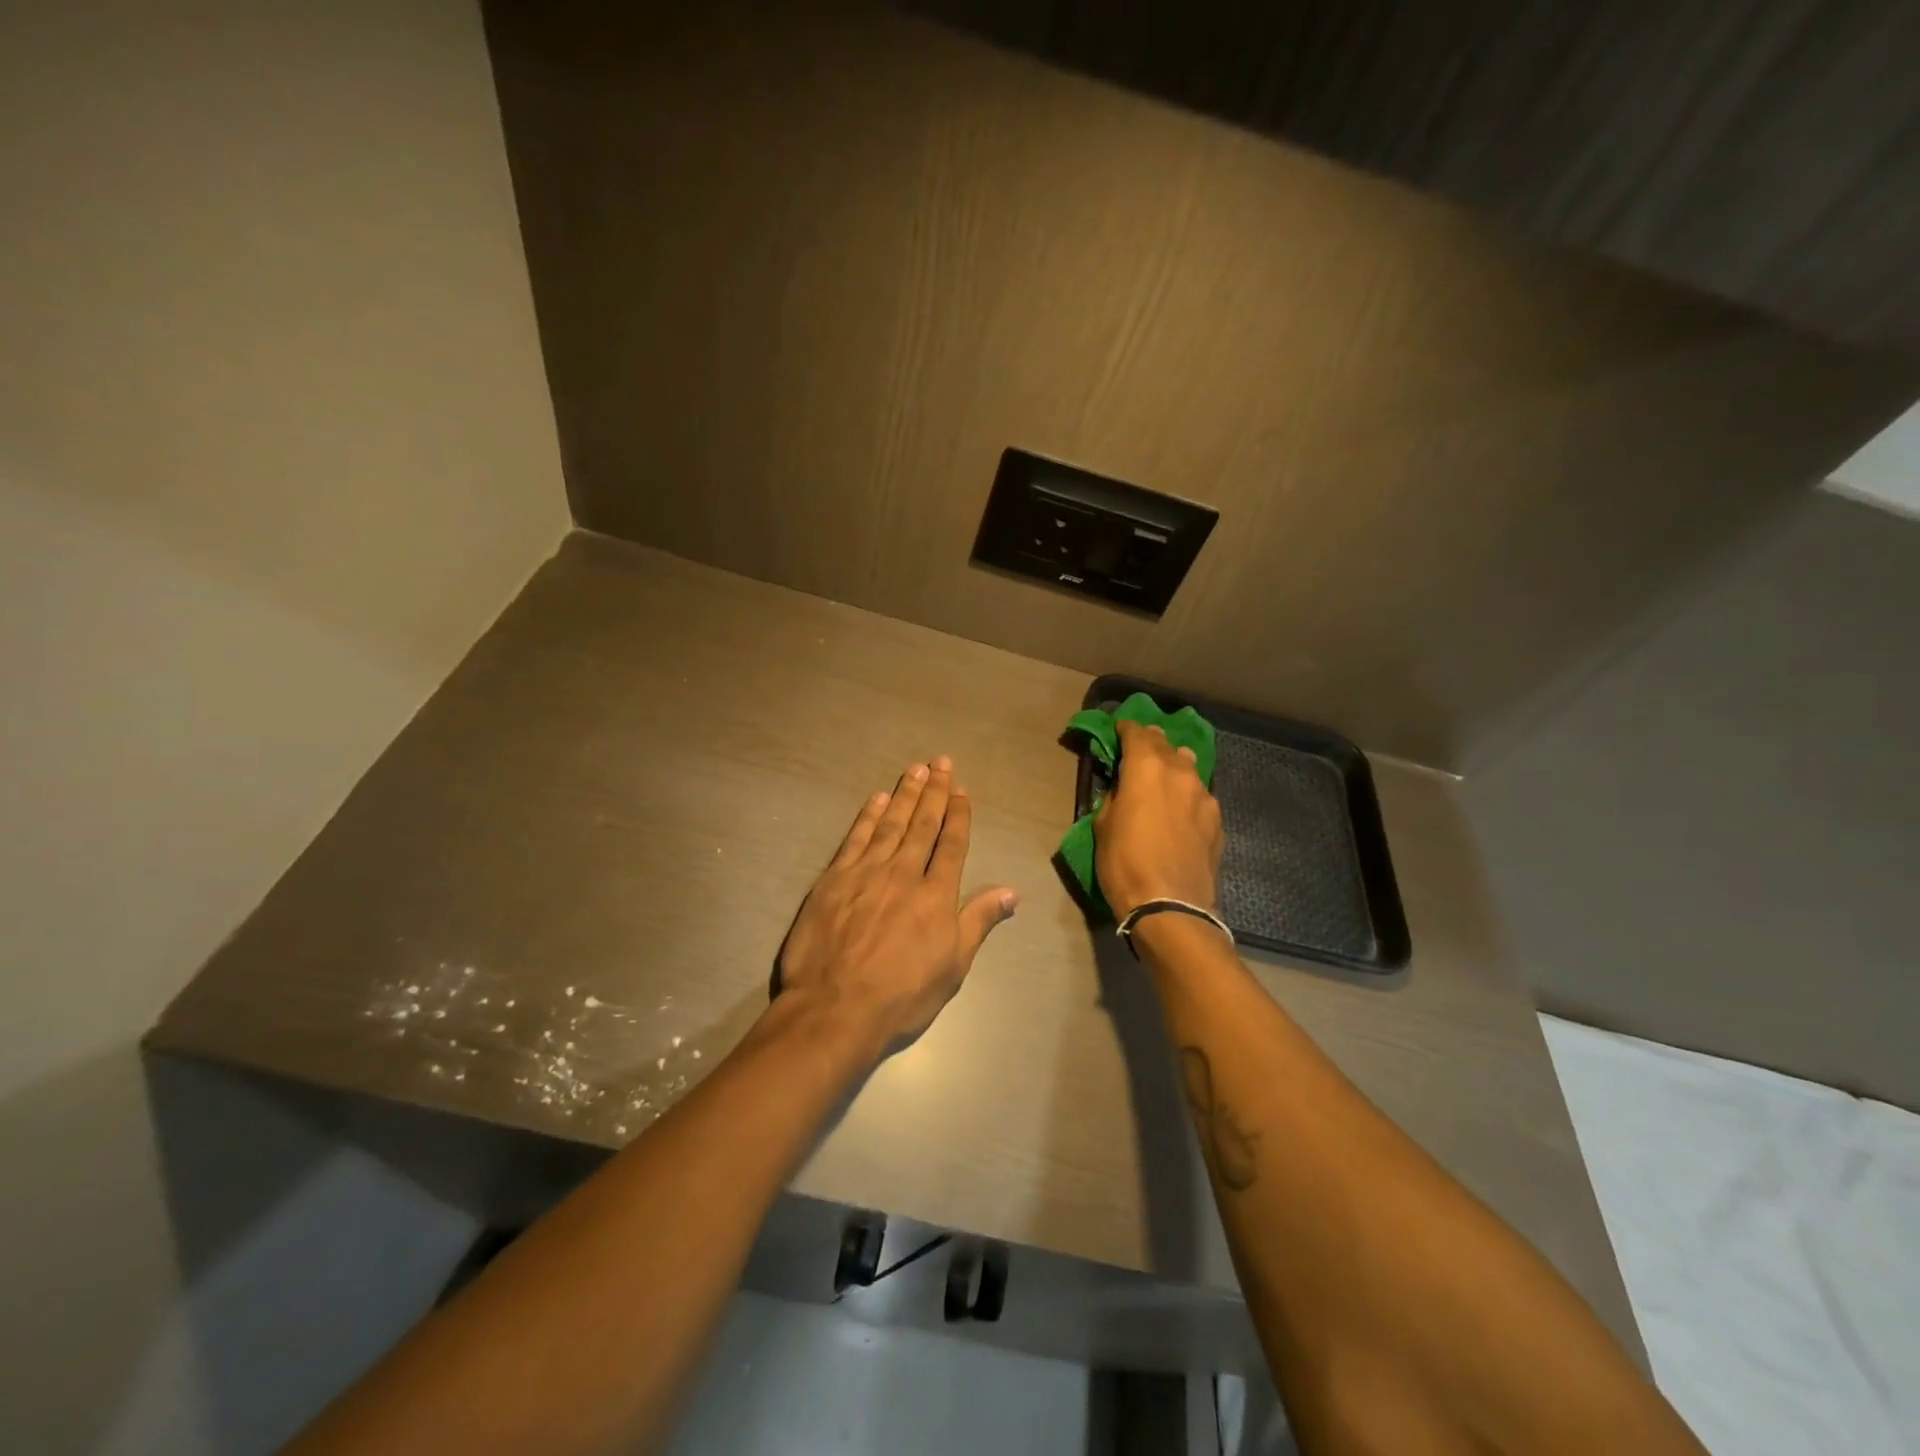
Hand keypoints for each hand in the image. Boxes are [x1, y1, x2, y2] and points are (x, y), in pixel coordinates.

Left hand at [778, 757, 1017, 1060]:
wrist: (834, 1009)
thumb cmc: (901, 996)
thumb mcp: (953, 966)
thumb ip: (979, 922)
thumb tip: (1012, 891)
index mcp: (936, 895)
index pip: (952, 844)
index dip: (958, 814)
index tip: (961, 790)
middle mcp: (904, 873)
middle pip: (923, 825)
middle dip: (935, 792)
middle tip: (941, 762)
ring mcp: (866, 873)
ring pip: (891, 824)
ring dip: (905, 795)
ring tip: (916, 770)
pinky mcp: (834, 879)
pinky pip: (856, 838)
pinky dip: (868, 816)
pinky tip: (877, 799)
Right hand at [1094, 720, 1223, 917]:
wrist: (1171, 906)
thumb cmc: (1125, 863)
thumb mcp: (1103, 826)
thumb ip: (1115, 796)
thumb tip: (1124, 788)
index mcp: (1147, 767)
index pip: (1137, 733)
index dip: (1126, 729)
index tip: (1118, 731)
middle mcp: (1180, 772)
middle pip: (1165, 744)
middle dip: (1151, 743)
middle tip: (1139, 750)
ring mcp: (1204, 795)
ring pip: (1188, 766)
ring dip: (1173, 766)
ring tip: (1163, 778)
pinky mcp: (1217, 820)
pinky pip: (1199, 795)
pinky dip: (1187, 794)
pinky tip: (1179, 811)